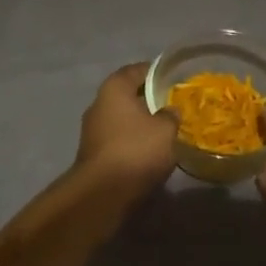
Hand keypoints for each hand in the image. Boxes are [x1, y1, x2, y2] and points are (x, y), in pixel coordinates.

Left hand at [74, 62, 177, 193]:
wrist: (102, 195)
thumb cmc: (136, 150)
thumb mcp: (165, 129)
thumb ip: (171, 115)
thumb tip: (170, 111)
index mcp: (114, 88)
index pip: (137, 70)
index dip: (156, 72)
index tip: (173, 79)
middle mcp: (99, 103)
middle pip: (128, 95)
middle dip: (148, 100)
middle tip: (172, 105)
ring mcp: (92, 130)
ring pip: (122, 119)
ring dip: (140, 124)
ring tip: (164, 131)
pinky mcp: (93, 155)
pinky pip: (118, 140)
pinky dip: (132, 142)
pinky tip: (149, 151)